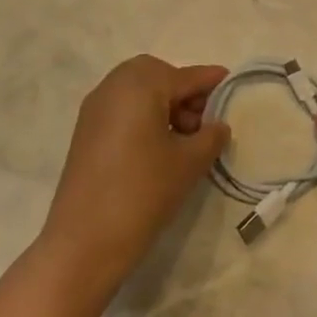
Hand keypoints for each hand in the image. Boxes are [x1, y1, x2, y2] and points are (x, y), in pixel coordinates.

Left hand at [38, 55, 230, 298]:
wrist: (84, 241)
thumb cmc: (143, 192)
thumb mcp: (189, 163)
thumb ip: (210, 136)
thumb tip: (217, 125)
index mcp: (140, 85)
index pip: (184, 76)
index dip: (210, 81)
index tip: (231, 82)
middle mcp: (113, 86)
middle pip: (156, 75)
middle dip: (182, 90)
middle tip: (202, 120)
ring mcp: (95, 109)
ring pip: (136, 90)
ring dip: (163, 103)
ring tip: (184, 137)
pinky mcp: (85, 131)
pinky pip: (121, 108)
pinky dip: (143, 115)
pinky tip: (158, 146)